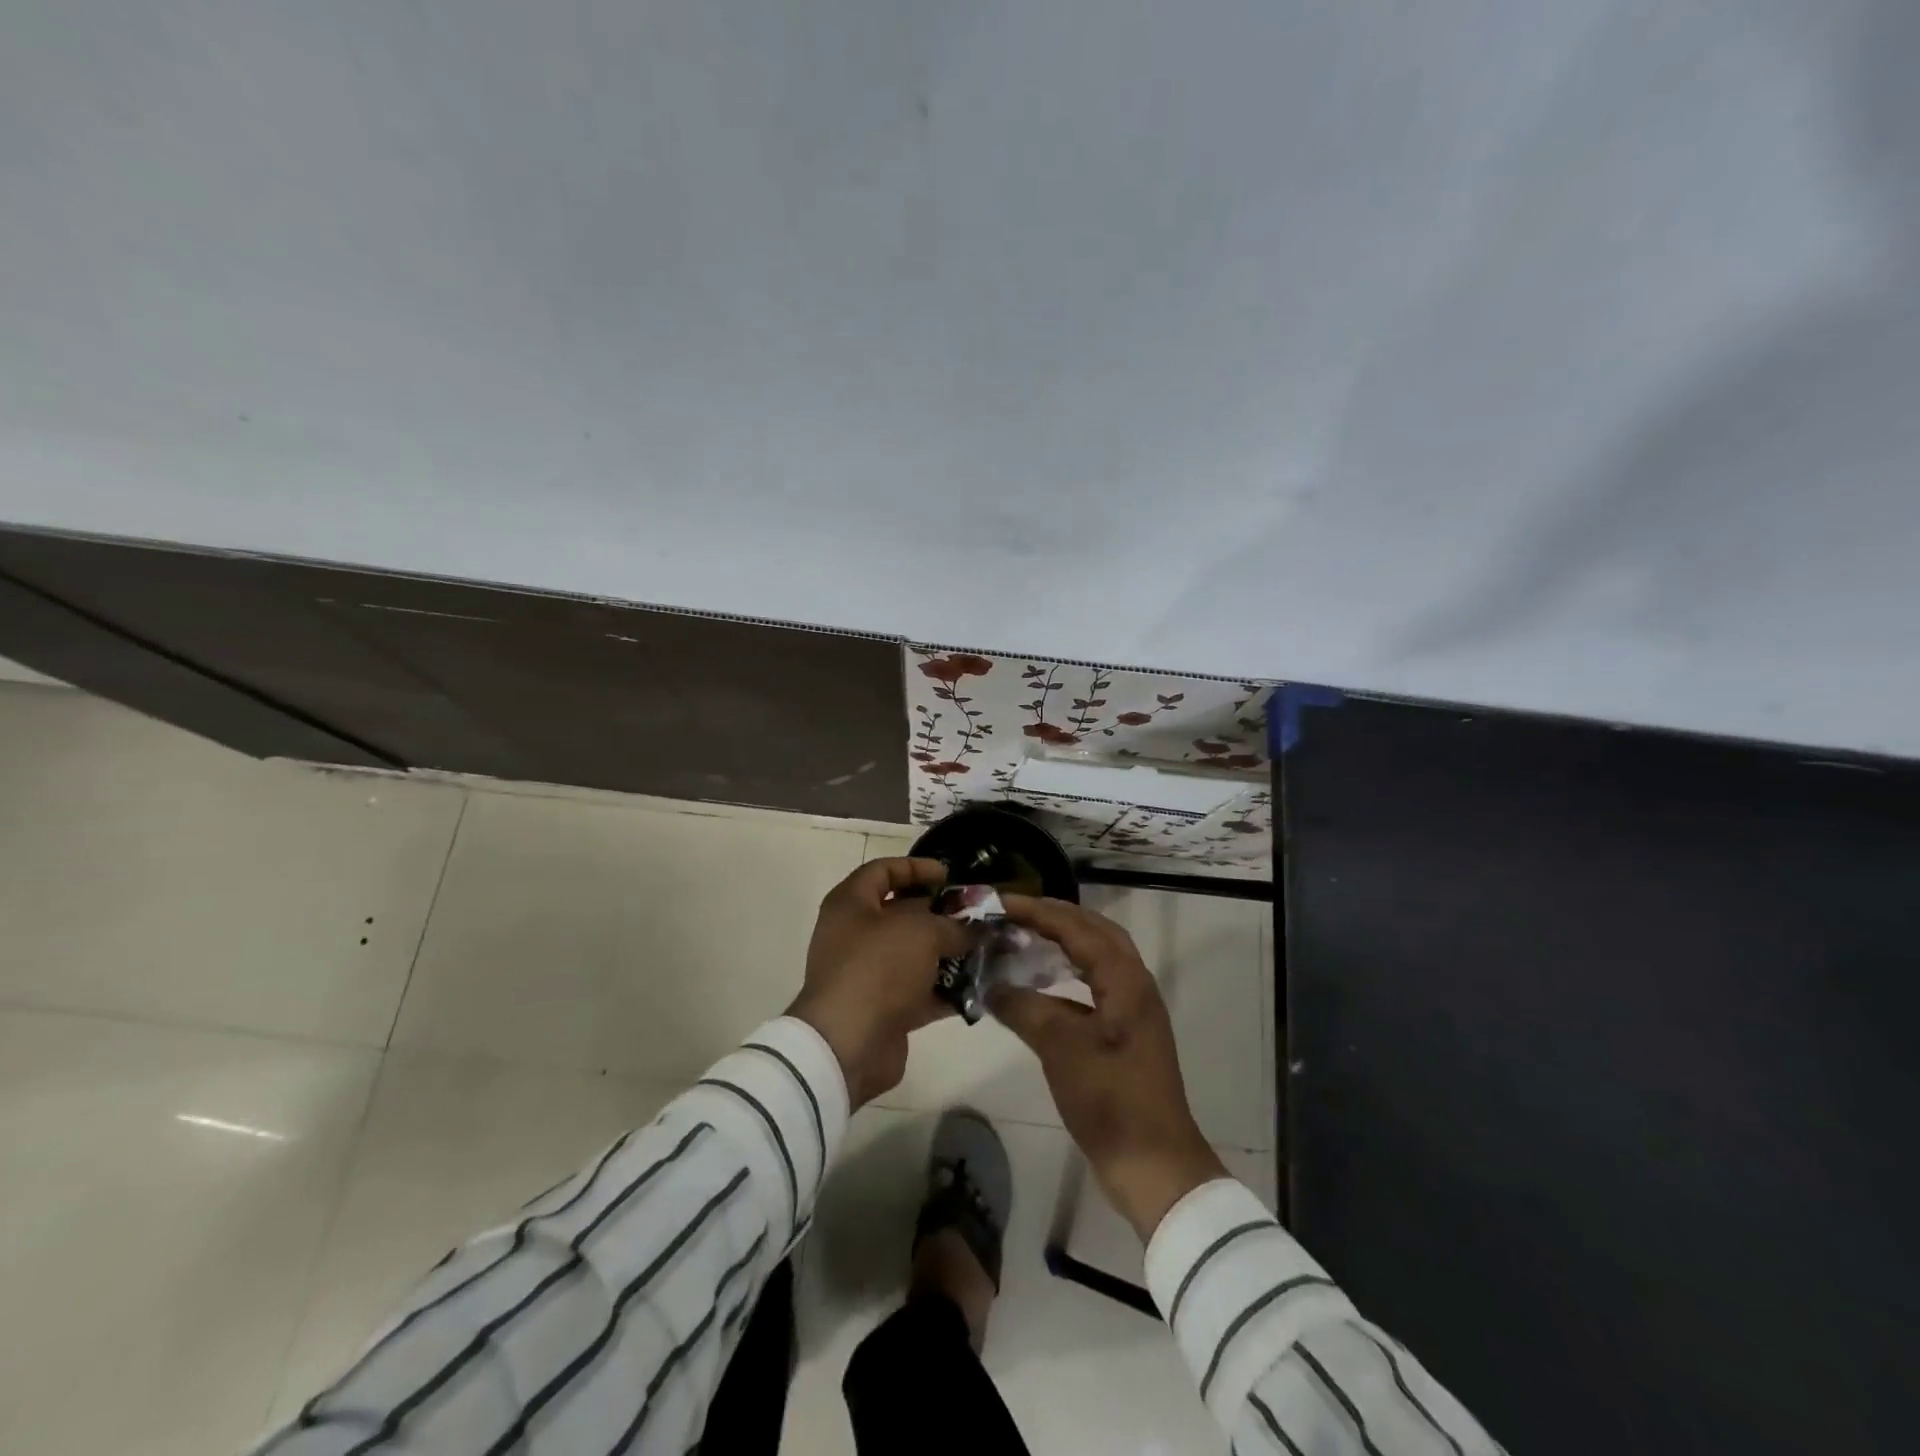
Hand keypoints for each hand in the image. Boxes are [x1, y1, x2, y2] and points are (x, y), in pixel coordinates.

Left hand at [787, 858, 972, 1107]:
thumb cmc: (878, 969)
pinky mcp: (883, 1009)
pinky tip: (979, 986)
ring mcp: (868, 974)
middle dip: (942, 914)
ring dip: (949, 953)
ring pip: (915, 955)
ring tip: (986, 949)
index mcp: (851, 904)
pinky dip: (946, 989)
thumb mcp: (922, 933)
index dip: (916, 868)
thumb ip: (952, 925)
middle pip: (902, 914)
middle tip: (978, 916)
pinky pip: (919, 991)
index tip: (950, 876)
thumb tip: (973, 929)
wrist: (847, 1045)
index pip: (883, 871)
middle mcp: (855, 935)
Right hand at [991, 895, 1227, 1239]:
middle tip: (1014, 912)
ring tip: (1025, 936)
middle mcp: (1134, 984)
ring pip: (1097, 957)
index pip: (1078, 928)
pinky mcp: (1125, 1033)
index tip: (1001, 902)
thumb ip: (1025, 1009)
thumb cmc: (1111, 1100)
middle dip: (1055, 916)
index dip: (1039, 911)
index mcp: (1125, 980)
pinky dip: (1067, 973)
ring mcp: (1132, 1009)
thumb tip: (992, 985)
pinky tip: (1041, 984)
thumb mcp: (1062, 1049)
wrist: (1154, 1164)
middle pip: (1095, 932)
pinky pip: (1094, 983)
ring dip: (1064, 941)